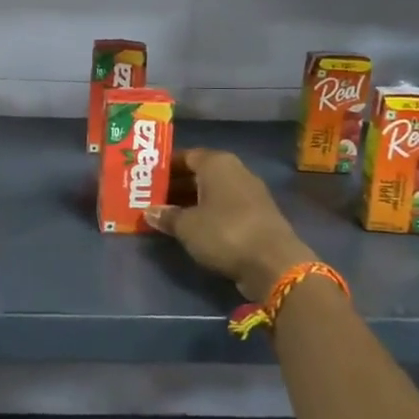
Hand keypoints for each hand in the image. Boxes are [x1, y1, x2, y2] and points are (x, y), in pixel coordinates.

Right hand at [145, 147, 314, 302]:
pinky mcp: (257, 215)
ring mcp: (249, 194)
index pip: (185, 155)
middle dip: (175, 185)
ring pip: (212, 192)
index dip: (165, 167)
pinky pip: (224, 208)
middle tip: (151, 198)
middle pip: (199, 173)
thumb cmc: (224, 232)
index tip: (146, 179)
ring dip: (190, 201)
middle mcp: (235, 171)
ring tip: (167, 215)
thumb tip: (149, 212)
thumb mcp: (186, 226)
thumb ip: (166, 216)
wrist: (273, 263)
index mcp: (217, 163)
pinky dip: (207, 214)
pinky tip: (192, 228)